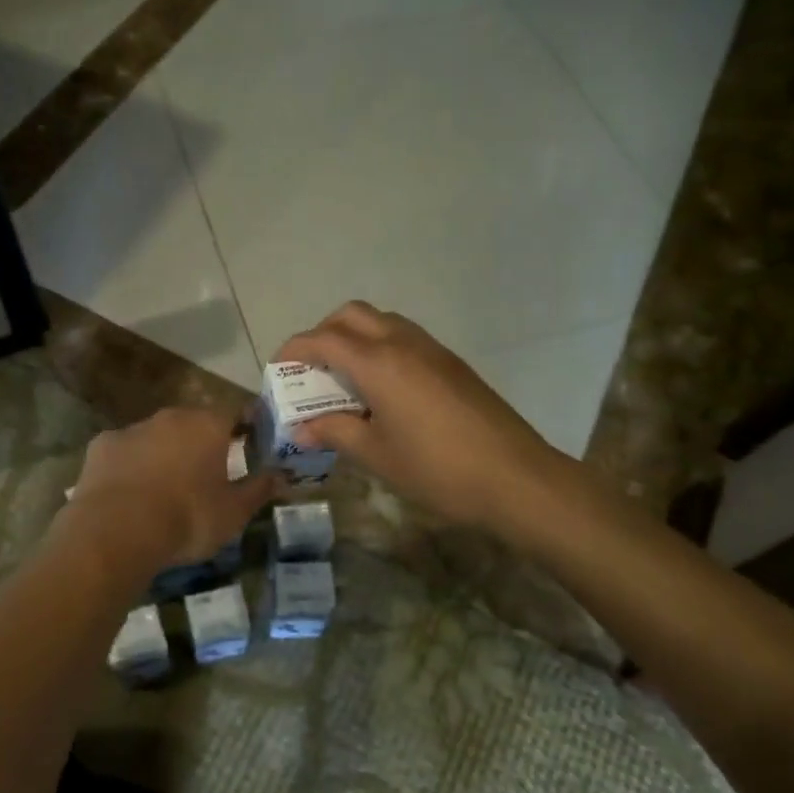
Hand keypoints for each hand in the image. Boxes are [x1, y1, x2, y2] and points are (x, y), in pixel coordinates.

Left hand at [61, 408, 281, 571]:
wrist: (117, 530)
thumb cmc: (187, 518)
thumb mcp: (234, 512)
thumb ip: (259, 490)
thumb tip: (282, 475)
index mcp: (209, 426)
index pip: (235, 414)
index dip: (243, 429)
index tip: (247, 447)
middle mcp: (172, 417)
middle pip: (193, 423)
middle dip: (201, 443)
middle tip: (205, 473)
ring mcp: (133, 428)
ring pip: (157, 436)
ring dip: (164, 453)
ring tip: (165, 488)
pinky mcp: (102, 445)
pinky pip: (125, 451)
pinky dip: (131, 465)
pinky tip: (130, 492)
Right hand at [275, 302, 564, 536]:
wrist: (515, 477)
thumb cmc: (437, 469)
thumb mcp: (377, 455)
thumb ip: (335, 432)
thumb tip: (302, 427)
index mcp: (378, 364)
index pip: (323, 340)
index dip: (294, 349)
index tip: (278, 367)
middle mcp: (402, 344)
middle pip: (352, 315)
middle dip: (323, 332)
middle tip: (312, 368)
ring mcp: (431, 350)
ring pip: (382, 321)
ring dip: (355, 337)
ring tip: (344, 378)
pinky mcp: (451, 363)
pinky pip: (404, 338)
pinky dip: (380, 347)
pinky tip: (382, 389)